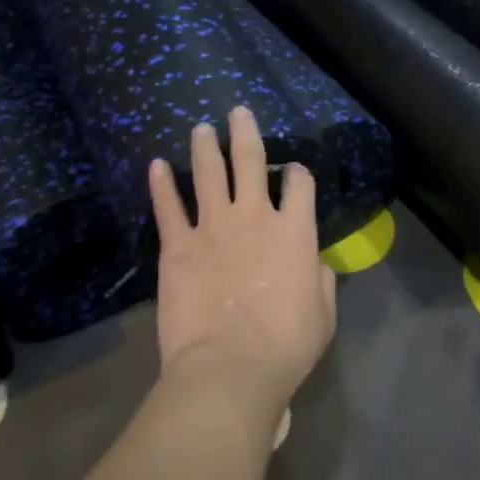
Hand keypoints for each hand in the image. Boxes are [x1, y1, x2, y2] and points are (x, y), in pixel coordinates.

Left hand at [149, 107, 337, 423]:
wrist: (229, 368)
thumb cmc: (285, 345)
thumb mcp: (322, 314)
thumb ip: (319, 279)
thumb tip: (314, 262)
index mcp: (294, 231)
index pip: (299, 183)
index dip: (298, 173)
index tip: (293, 174)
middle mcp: (254, 216)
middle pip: (250, 161)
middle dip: (246, 133)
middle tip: (238, 112)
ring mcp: (212, 227)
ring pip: (208, 173)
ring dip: (205, 147)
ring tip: (201, 128)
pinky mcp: (177, 246)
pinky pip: (168, 207)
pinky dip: (161, 184)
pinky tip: (156, 165)